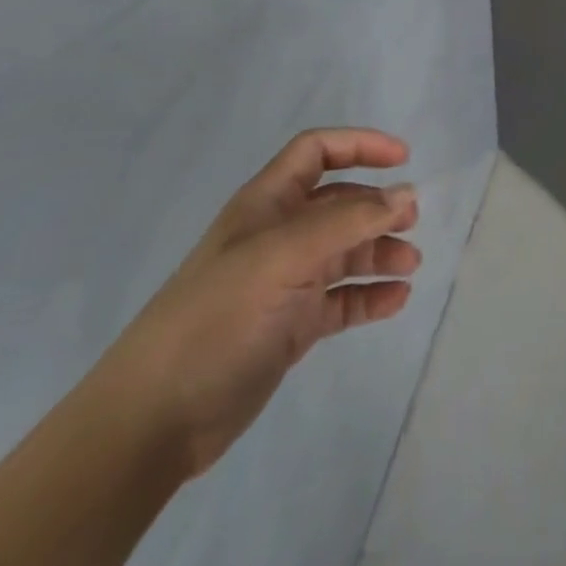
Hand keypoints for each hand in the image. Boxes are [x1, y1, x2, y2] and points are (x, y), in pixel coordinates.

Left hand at [89, 128, 421, 477]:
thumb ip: (348, 222)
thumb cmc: (216, 319)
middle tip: (412, 224)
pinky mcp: (291, 327)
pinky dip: (371, 296)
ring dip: (381, 252)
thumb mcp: (283, 257)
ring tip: (410, 266)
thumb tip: (406, 194)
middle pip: (339, 203)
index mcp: (266, 206)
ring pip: (346, 252)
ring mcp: (285, 283)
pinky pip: (343, 299)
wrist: (153, 420)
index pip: (316, 152)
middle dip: (379, 206)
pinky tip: (396, 301)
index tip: (404, 159)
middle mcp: (278, 237)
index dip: (359, 145)